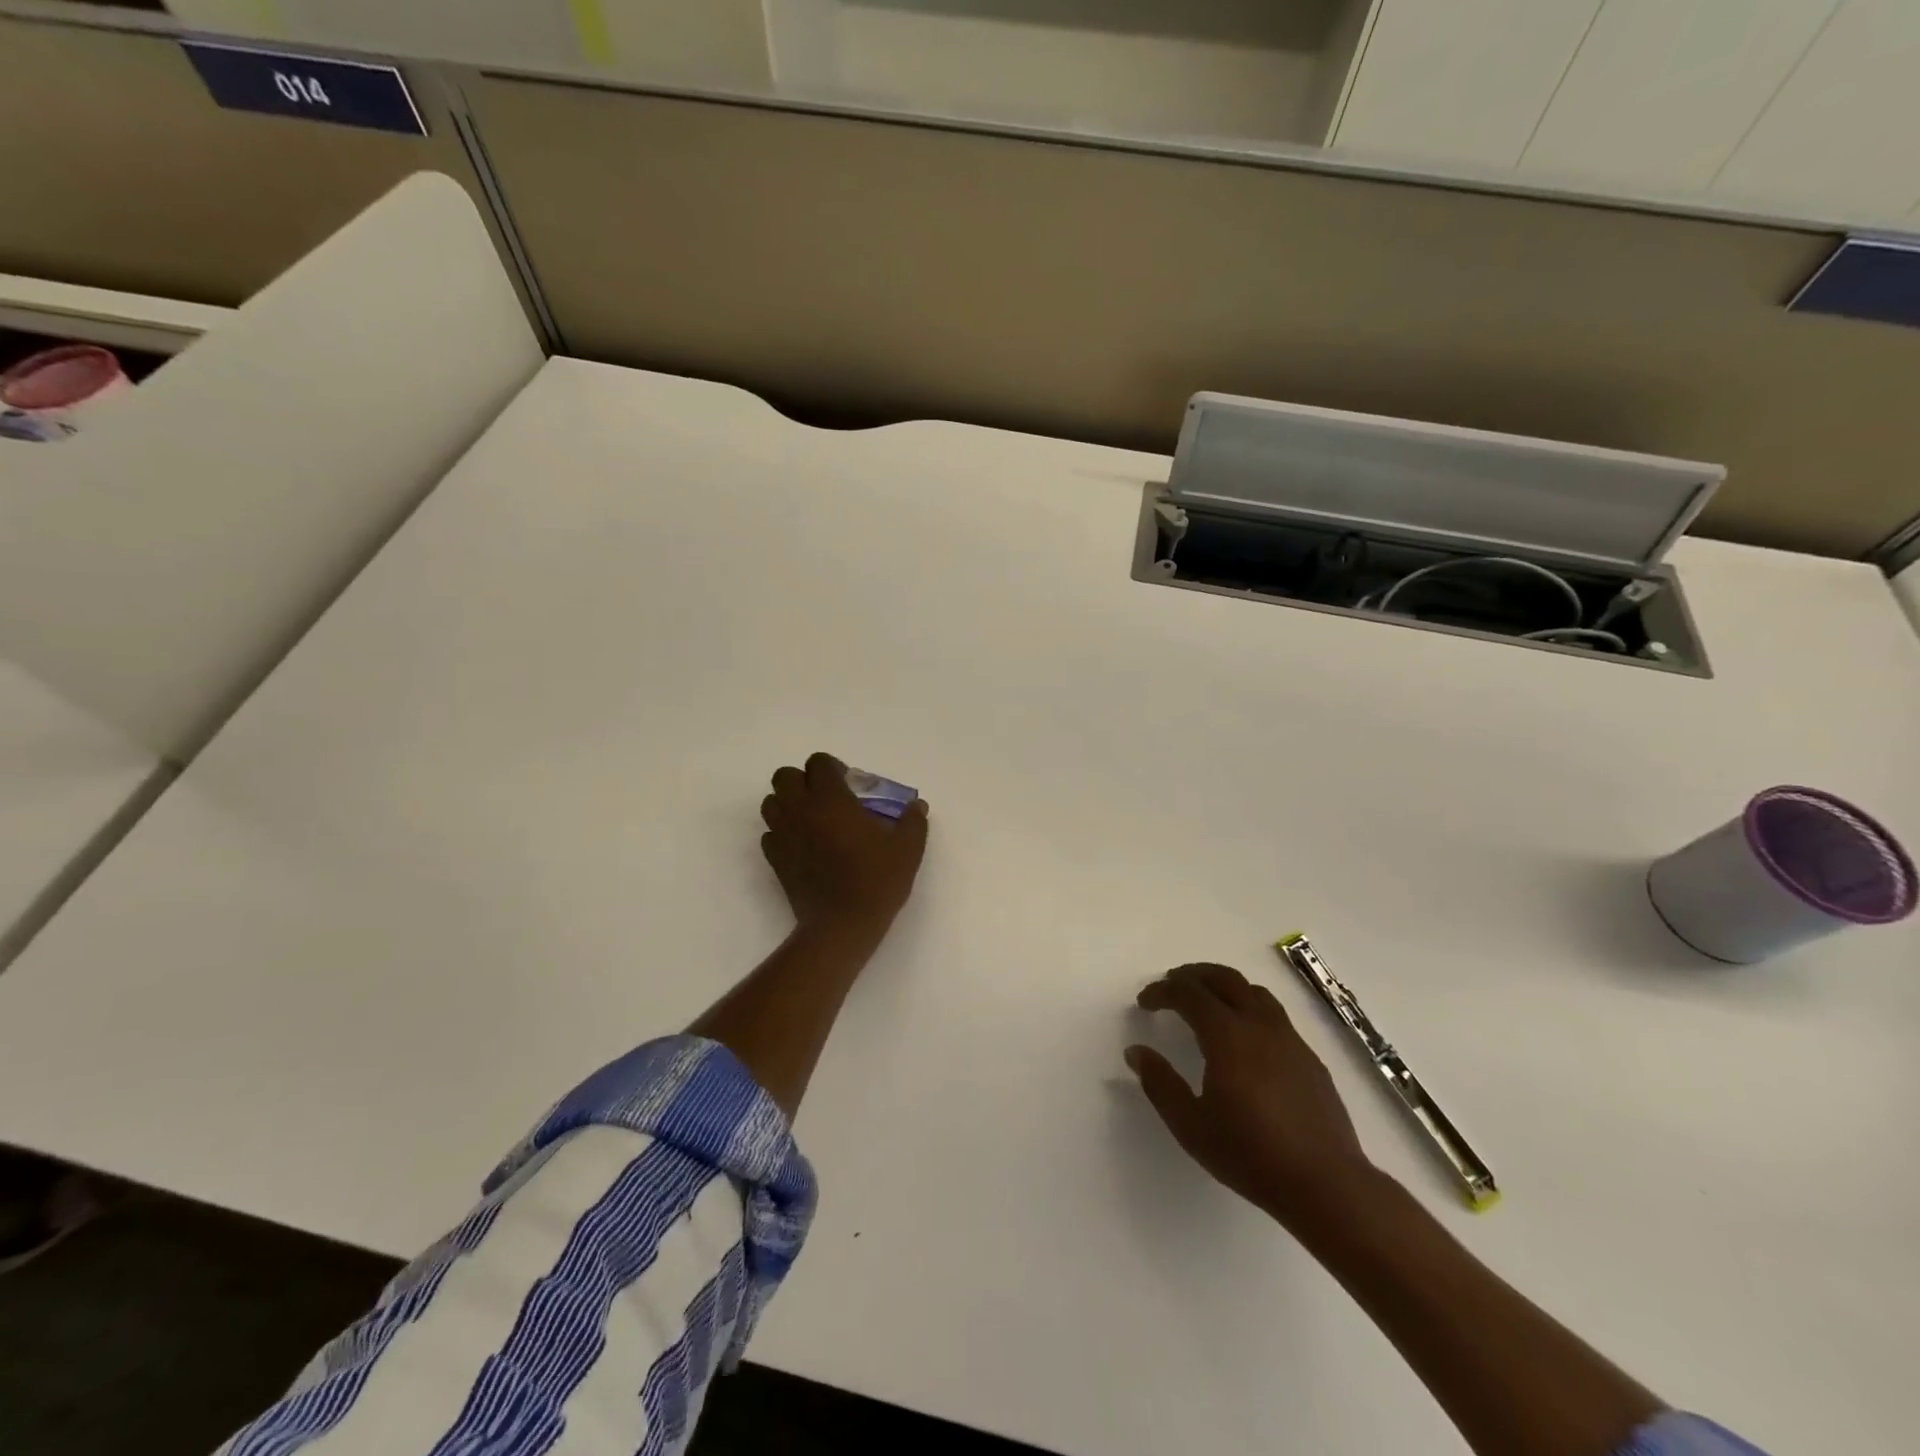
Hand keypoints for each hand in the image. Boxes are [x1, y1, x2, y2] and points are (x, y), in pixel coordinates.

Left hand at [761, 753, 929, 946]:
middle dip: (803, 781)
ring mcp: (783, 835)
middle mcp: (801, 810)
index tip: (850, 785)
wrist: (842, 925)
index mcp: (831, 799)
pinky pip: (770, 834)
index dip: (832, 768)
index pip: (818, 762)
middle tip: (826, 799)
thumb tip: (917, 806)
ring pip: (771, 803)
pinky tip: (803, 846)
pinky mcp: (775, 860)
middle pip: (784, 776)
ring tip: (812, 820)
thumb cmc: (876, 880)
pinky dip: (782, 833)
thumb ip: (913, 821)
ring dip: (788, 804)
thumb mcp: (907, 849)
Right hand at [1127, 963, 1376, 1228]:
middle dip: (1193, 975)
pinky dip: (1249, 1007)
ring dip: (1224, 986)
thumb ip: (1160, 1083)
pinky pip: (1274, 1014)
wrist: (1326, 1184)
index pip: (1189, 994)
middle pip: (1224, 978)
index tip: (1145, 1002)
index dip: (1162, 991)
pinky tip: (1245, 1036)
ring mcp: (1289, 1039)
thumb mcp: (1191, 1126)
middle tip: (1172, 984)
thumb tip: (1136, 1051)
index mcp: (1227, 1036)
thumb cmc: (1251, 1155)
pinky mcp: (1309, 1057)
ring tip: (1207, 1000)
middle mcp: (1259, 1026)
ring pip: (1253, 991)